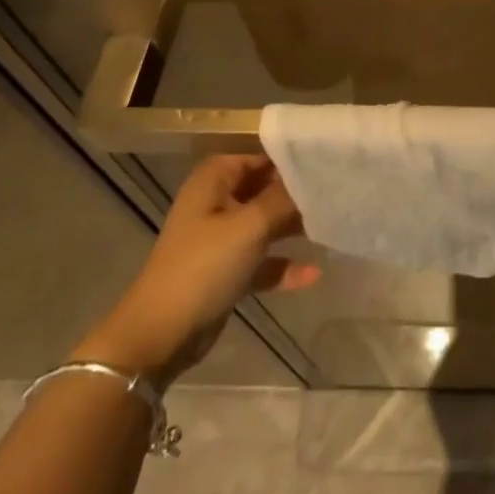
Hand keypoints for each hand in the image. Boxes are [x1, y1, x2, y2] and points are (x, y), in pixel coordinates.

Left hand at [74, 156, 319, 386]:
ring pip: (264, 225)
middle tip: (335, 194)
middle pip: (263, 190)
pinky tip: (313, 274)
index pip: (259, 157)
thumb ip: (284, 199)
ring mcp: (220, 240)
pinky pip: (261, 260)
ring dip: (292, 228)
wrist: (159, 337)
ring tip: (330, 226)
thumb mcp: (250, 226)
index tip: (325, 164)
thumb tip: (313, 178)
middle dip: (296, 195)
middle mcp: (215, 203)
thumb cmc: (203, 267)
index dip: (290, 160)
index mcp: (214, 181)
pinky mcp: (225, 272)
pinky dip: (282, 265)